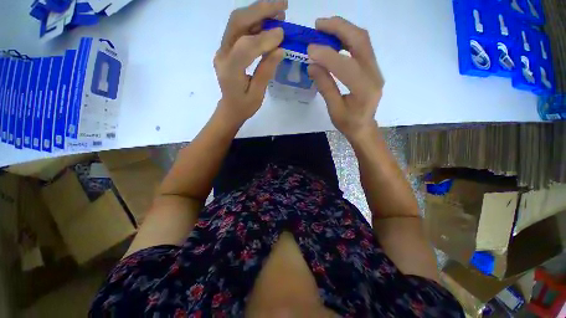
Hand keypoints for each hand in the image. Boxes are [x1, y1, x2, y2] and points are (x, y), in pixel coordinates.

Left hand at [214, 1, 286, 125]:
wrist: (230, 108)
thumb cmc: (244, 106)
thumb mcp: (257, 95)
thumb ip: (266, 71)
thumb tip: (280, 49)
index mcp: (230, 71)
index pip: (245, 47)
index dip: (264, 38)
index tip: (283, 34)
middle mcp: (222, 55)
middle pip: (237, 23)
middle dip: (260, 10)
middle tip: (283, 5)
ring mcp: (223, 49)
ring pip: (237, 21)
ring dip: (258, 11)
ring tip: (279, 10)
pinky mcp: (227, 47)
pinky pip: (239, 28)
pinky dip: (255, 20)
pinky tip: (269, 20)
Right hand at [307, 17, 384, 141]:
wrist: (364, 127)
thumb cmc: (348, 123)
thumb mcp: (334, 110)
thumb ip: (325, 87)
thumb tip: (312, 65)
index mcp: (365, 91)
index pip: (346, 66)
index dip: (327, 55)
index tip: (310, 49)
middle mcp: (375, 75)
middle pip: (361, 41)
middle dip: (339, 28)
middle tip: (318, 25)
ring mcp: (376, 69)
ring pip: (363, 39)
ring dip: (343, 29)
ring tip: (324, 28)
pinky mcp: (373, 67)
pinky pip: (362, 45)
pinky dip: (347, 37)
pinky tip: (335, 39)